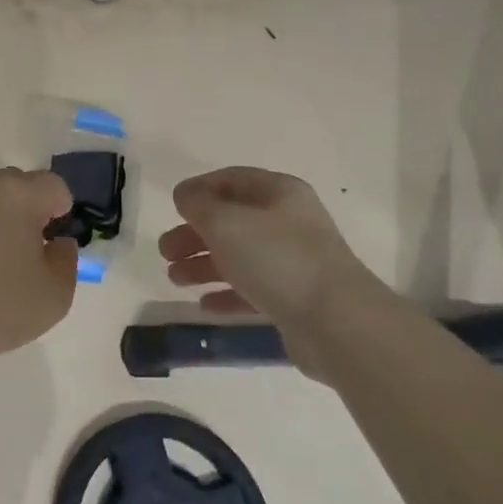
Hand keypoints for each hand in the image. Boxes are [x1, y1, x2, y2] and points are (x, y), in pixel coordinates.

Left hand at [0, 168, 78, 368]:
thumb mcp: (54, 295)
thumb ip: (66, 261)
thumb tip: (57, 244)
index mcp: (18, 193)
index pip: (55, 187)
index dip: (62, 215)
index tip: (52, 248)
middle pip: (21, 187)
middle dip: (31, 214)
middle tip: (30, 256)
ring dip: (1, 224)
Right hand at [161, 167, 382, 374]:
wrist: (337, 323)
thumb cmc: (277, 259)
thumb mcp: (225, 221)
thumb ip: (198, 204)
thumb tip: (185, 195)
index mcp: (278, 192)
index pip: (231, 180)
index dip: (198, 190)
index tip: (172, 207)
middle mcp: (288, 222)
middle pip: (231, 220)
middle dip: (194, 233)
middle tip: (165, 251)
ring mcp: (294, 262)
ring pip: (239, 256)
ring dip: (203, 264)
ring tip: (174, 278)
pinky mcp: (296, 299)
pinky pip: (253, 290)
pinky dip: (226, 293)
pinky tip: (204, 304)